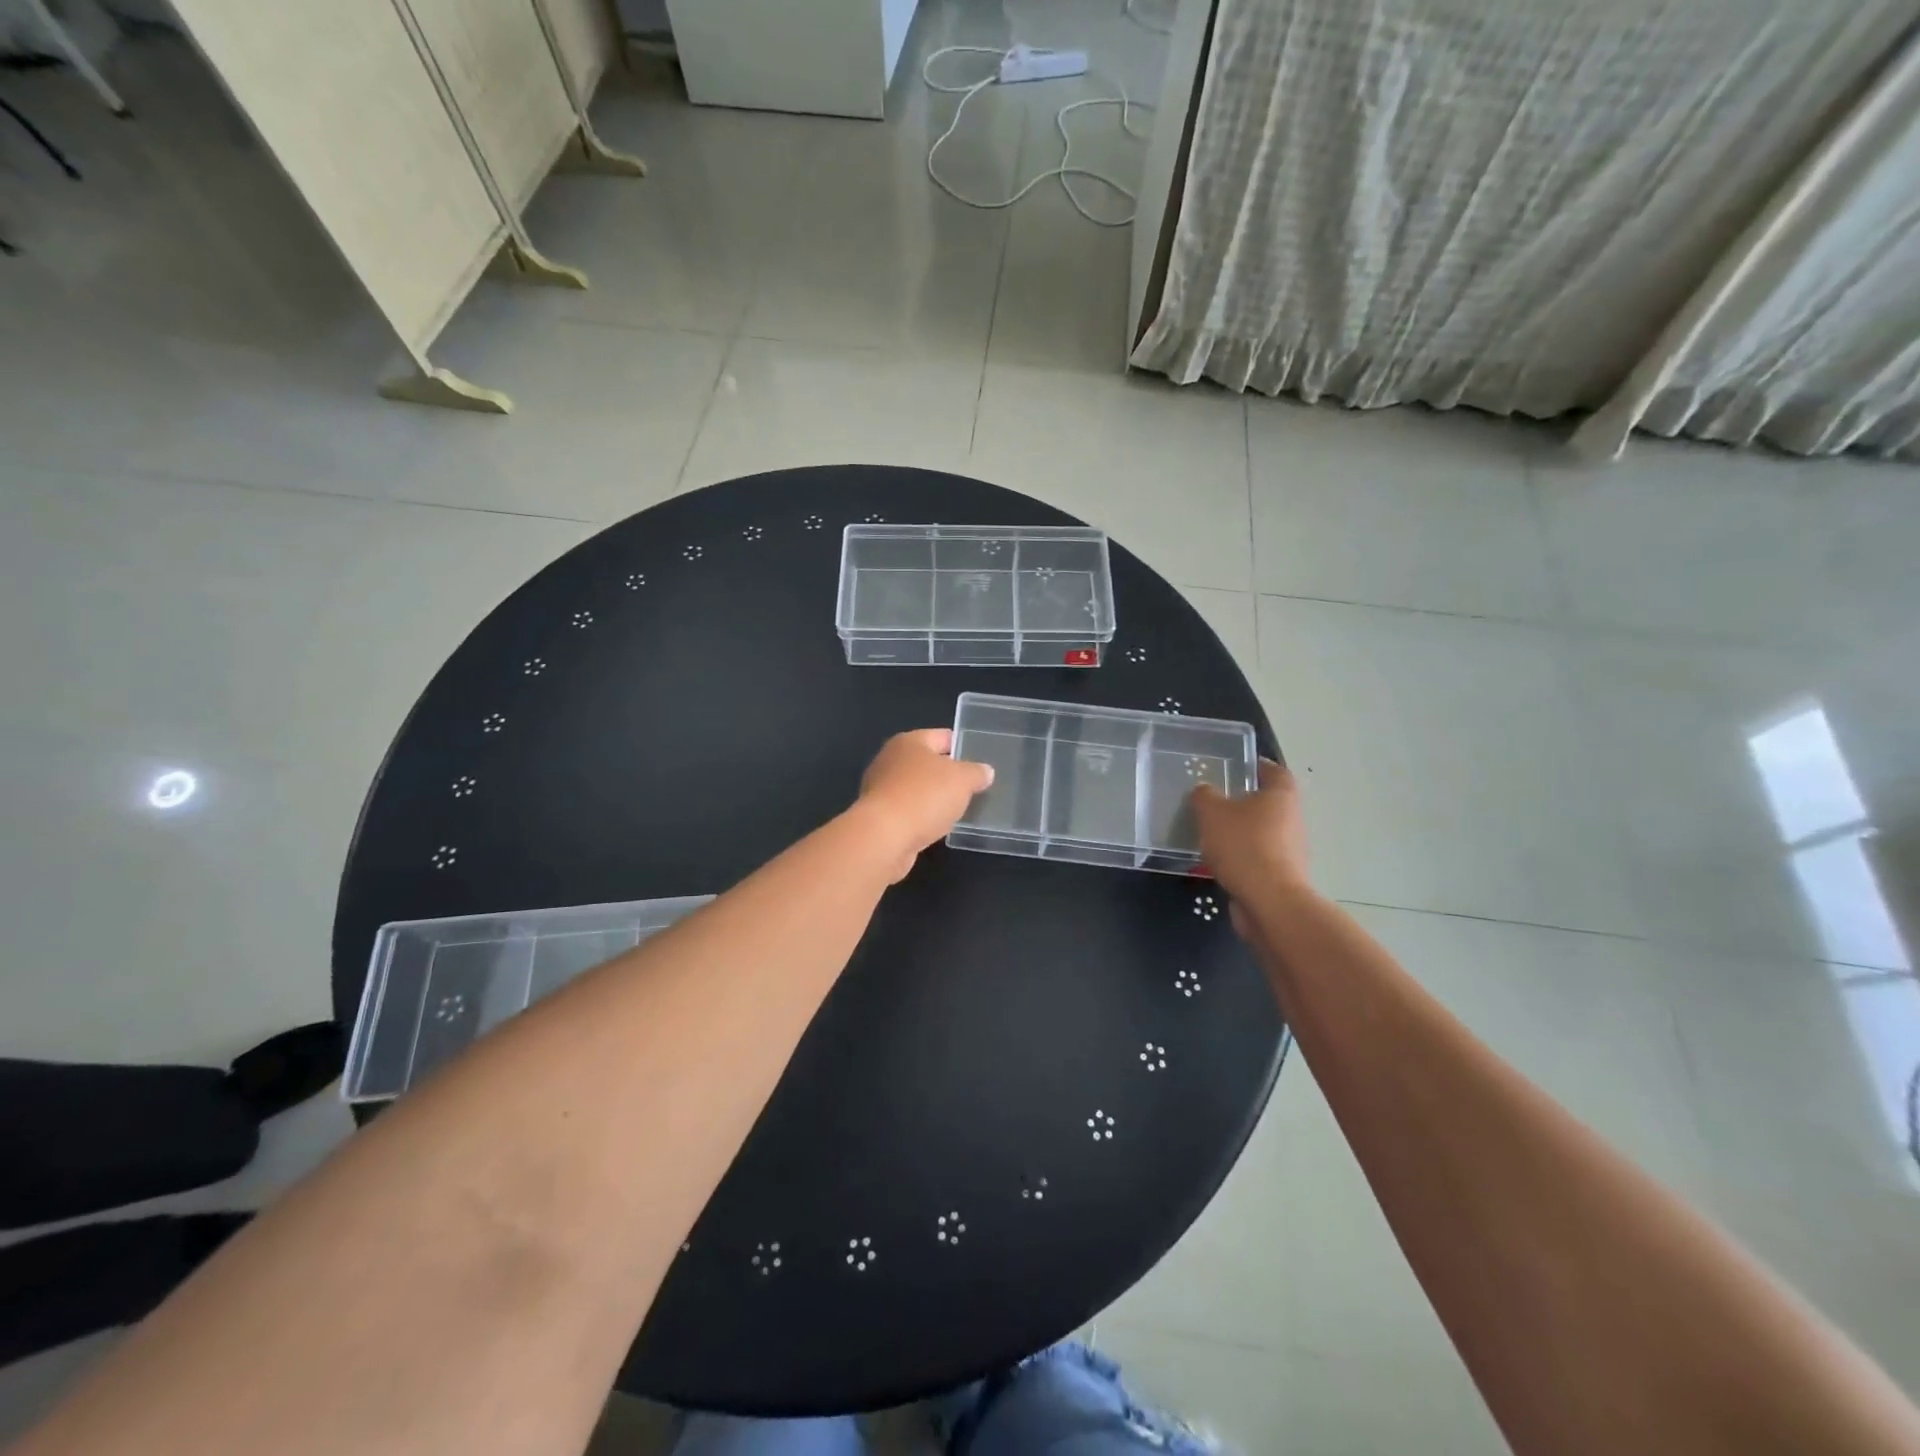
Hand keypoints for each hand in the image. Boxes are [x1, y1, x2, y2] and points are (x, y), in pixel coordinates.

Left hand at [856, 729, 994, 880]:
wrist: (884, 837)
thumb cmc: (924, 797)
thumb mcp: (962, 780)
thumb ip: (976, 773)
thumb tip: (985, 771)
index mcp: (910, 742)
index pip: (942, 736)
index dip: (963, 746)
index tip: (981, 760)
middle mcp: (891, 759)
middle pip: (927, 762)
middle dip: (948, 774)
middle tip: (974, 787)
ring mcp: (881, 788)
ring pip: (917, 788)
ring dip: (934, 797)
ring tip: (958, 809)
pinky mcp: (878, 816)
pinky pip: (908, 810)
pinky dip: (922, 816)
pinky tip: (936, 826)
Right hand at [1191, 760, 1310, 904]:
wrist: (1269, 902)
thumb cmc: (1244, 846)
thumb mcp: (1212, 812)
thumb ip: (1204, 796)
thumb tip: (1204, 791)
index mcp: (1281, 795)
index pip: (1273, 770)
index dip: (1255, 766)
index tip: (1233, 767)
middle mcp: (1292, 818)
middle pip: (1267, 802)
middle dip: (1242, 801)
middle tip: (1213, 801)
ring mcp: (1290, 849)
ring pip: (1261, 831)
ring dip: (1240, 831)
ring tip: (1210, 833)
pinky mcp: (1282, 875)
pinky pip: (1258, 857)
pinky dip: (1241, 857)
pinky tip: (1217, 862)